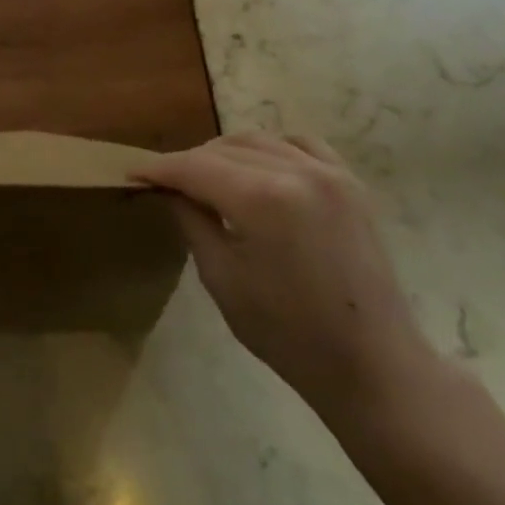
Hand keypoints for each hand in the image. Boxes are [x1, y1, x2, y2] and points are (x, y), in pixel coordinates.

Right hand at [134, 133, 435, 422]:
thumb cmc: (288, 333)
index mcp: (261, 198)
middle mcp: (296, 171)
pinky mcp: (350, 183)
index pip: (194, 167)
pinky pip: (300, 145)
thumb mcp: (222, 278)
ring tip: (207, 177)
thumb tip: (172, 190)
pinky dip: (271, 148)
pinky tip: (259, 168)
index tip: (133, 173)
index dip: (159, 168)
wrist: (371, 363)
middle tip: (166, 183)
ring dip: (226, 153)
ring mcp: (329, 172)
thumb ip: (193, 221)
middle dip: (189, 162)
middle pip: (224, 149)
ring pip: (260, 140)